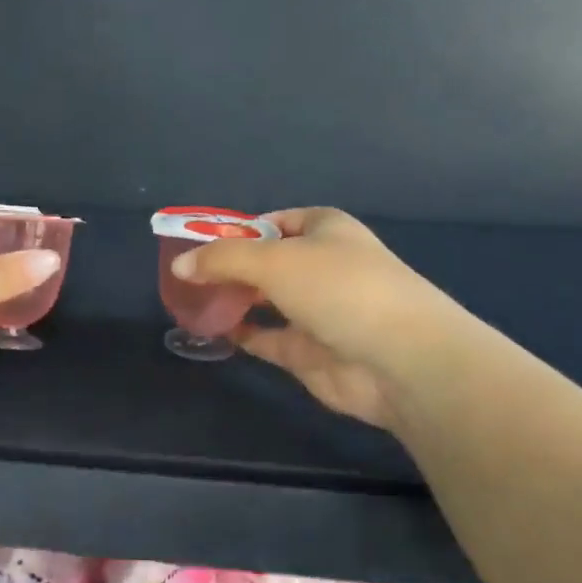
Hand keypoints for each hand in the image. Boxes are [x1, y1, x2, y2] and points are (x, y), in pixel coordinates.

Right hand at [169, 208, 455, 429]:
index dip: (240, 230)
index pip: (276, 222)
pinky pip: (266, 337)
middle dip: (230, 268)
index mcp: (325, 230)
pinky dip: (241, 334)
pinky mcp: (310, 351)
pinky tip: (211, 331)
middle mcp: (322, 266)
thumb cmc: (339, 288)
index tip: (202, 243)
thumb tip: (180, 265)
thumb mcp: (273, 260)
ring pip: (266, 301)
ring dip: (233, 301)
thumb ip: (222, 259)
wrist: (401, 360)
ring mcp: (318, 311)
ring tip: (190, 301)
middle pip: (267, 262)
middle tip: (187, 276)